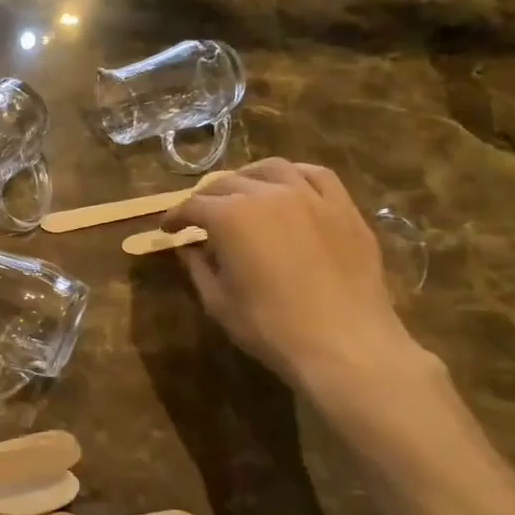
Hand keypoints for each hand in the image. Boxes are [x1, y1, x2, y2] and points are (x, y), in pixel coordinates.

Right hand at [162, 159, 419, 389]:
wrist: (346, 345)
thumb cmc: (272, 328)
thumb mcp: (219, 302)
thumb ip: (199, 267)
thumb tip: (190, 249)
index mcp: (230, 216)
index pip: (192, 206)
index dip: (175, 217)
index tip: (168, 230)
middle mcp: (267, 194)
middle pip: (227, 183)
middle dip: (206, 198)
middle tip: (199, 216)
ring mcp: (310, 196)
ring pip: (270, 169)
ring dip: (247, 178)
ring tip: (241, 192)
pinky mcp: (343, 208)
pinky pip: (316, 175)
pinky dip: (294, 175)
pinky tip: (288, 185)